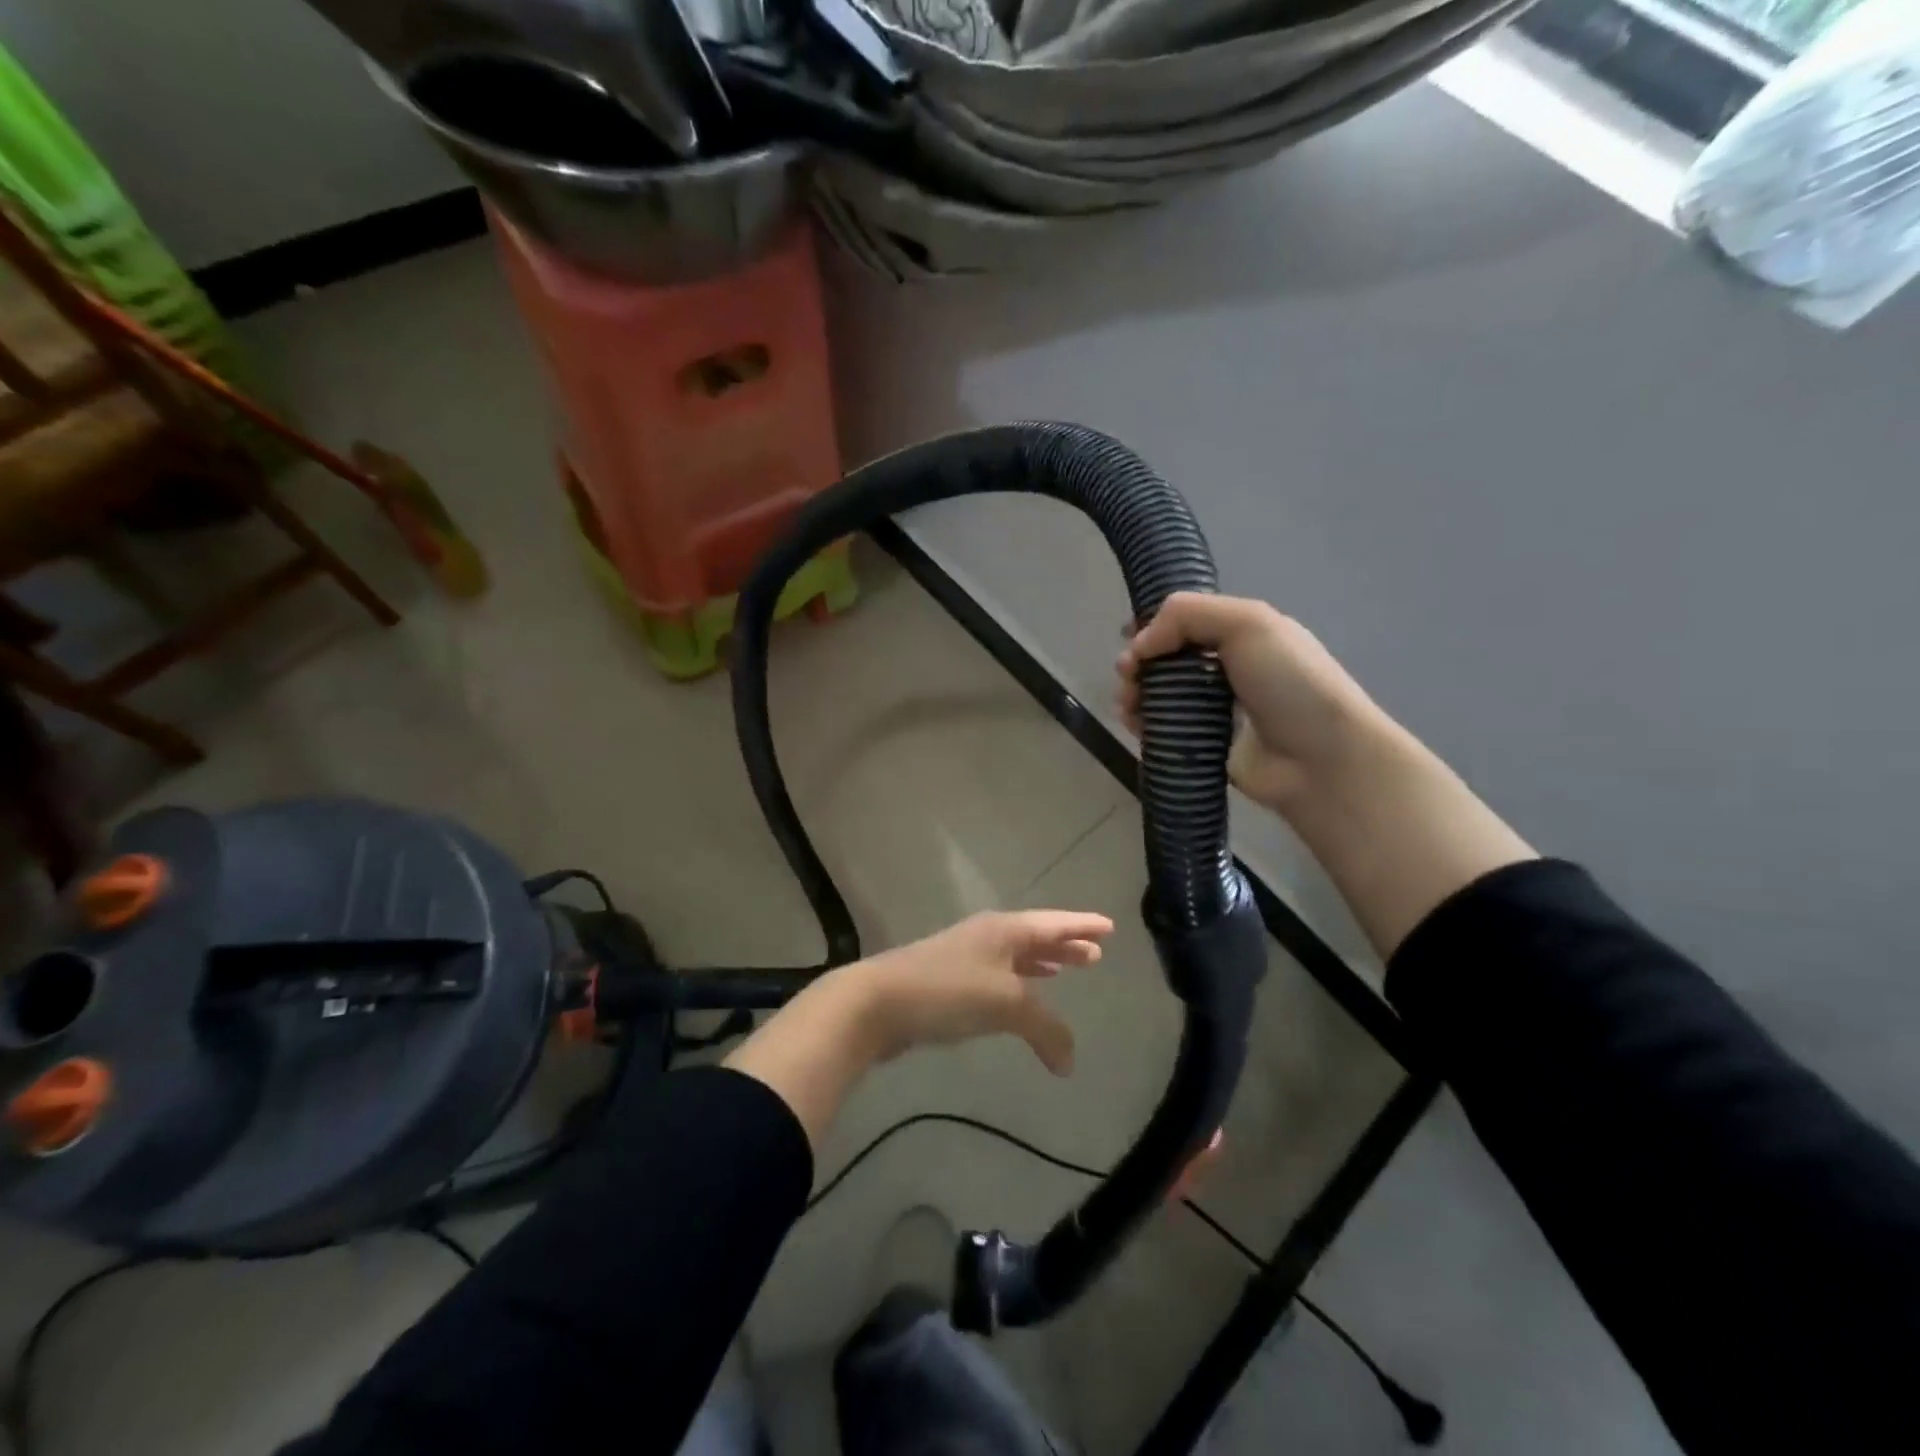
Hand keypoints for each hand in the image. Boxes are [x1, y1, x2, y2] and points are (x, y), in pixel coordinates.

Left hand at [725, 910, 1112, 1148]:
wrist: (877, 1002)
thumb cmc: (948, 991)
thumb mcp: (1006, 1004)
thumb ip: (1046, 1030)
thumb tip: (1068, 1062)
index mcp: (1004, 930)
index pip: (1054, 923)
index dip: (1082, 926)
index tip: (1109, 926)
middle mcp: (987, 936)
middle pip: (1035, 937)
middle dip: (1064, 946)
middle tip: (1094, 955)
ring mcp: (966, 957)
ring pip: (1015, 958)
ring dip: (1042, 965)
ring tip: (1066, 970)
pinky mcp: (949, 982)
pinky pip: (997, 978)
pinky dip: (1018, 985)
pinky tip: (1020, 1001)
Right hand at [1118, 592, 1532, 959]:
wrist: (1321, 760)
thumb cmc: (1290, 684)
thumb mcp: (1249, 623)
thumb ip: (1188, 615)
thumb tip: (1139, 645)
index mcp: (1241, 634)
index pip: (1184, 622)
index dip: (1152, 627)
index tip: (1130, 641)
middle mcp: (1226, 668)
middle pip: (1165, 659)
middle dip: (1138, 664)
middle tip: (1128, 678)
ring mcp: (1214, 710)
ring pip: (1159, 695)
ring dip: (1134, 695)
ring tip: (1128, 707)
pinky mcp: (1203, 745)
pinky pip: (1163, 729)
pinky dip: (1143, 725)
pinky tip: (1137, 727)